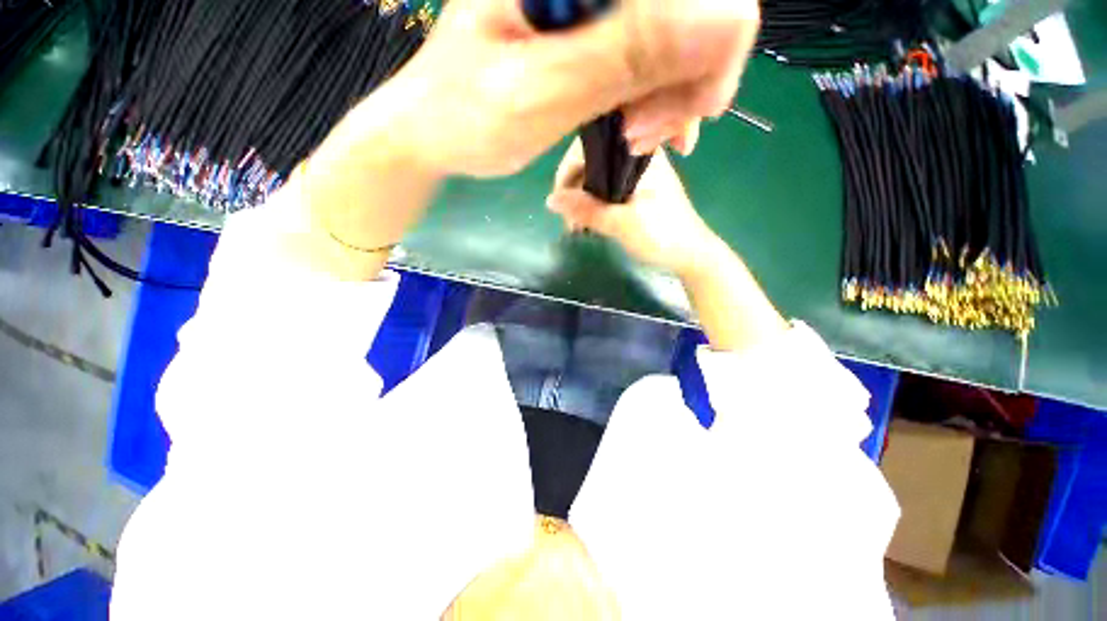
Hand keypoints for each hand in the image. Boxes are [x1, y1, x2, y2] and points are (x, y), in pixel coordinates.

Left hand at [387, 0, 759, 176]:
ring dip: (668, 95)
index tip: (689, 113)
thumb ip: (624, 53)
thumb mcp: (543, 92)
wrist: (433, 132)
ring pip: (669, 37)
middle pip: (685, 10)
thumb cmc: (468, 119)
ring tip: (638, 139)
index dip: (711, 46)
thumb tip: (727, 18)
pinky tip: (636, 128)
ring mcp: (586, 4)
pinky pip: (641, 56)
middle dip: (685, 79)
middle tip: (650, 137)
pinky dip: (649, 96)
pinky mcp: (584, 32)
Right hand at [546, 139, 718, 276]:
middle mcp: (637, 157)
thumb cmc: (661, 235)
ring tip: (576, 226)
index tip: (559, 199)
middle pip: (592, 162)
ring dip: (582, 200)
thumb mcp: (620, 223)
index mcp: (638, 154)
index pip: (591, 147)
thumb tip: (550, 200)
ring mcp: (638, 174)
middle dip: (573, 190)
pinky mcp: (637, 191)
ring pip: (598, 178)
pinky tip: (588, 222)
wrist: (691, 255)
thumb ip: (586, 209)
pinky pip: (608, 190)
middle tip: (567, 220)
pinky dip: (594, 204)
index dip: (568, 170)